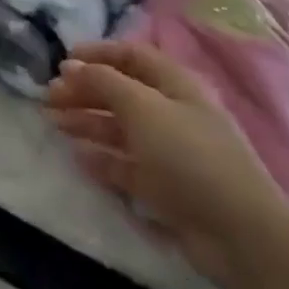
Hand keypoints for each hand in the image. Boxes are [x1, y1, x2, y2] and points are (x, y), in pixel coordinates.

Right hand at [47, 41, 288, 287]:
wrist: (239, 235)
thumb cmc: (189, 155)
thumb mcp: (142, 107)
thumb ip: (103, 81)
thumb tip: (71, 65)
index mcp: (174, 84)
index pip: (130, 56)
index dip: (96, 54)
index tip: (62, 62)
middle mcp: (171, 112)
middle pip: (120, 92)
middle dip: (84, 91)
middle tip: (48, 97)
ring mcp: (169, 152)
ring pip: (119, 128)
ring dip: (86, 122)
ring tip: (54, 122)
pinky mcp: (165, 188)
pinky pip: (126, 165)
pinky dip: (102, 159)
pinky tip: (78, 157)